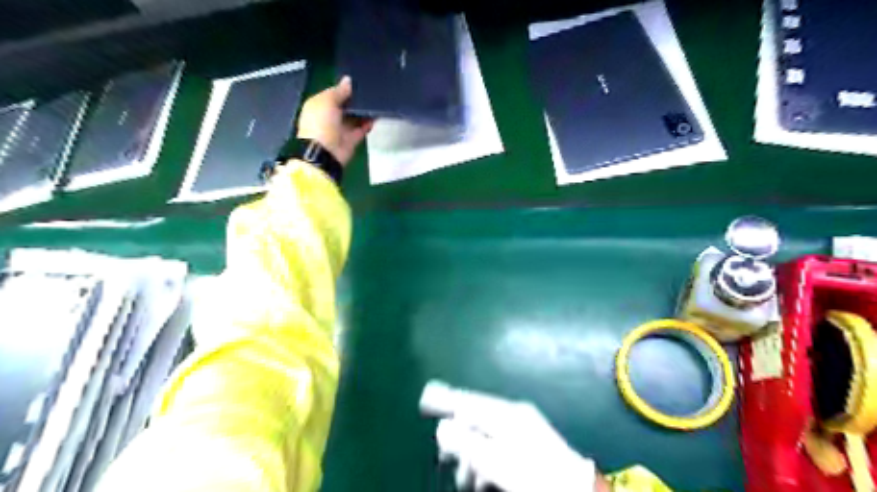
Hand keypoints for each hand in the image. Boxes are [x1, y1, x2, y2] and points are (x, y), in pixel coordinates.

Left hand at [296, 76, 375, 166]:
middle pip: (344, 106)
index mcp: (318, 106)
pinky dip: (368, 124)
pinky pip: (361, 129)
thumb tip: (348, 80)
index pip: (333, 94)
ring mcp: (340, 130)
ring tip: (376, 101)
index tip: (358, 82)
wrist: (325, 153)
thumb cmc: (321, 123)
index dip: (344, 89)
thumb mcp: (327, 101)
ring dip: (363, 112)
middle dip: (355, 100)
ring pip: (354, 118)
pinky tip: (376, 116)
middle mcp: (328, 117)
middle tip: (370, 90)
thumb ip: (339, 91)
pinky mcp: (350, 140)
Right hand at [423, 380, 604, 490]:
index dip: (446, 399)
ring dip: (472, 456)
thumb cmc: (535, 476)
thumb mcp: (498, 462)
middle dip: (458, 439)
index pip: (468, 401)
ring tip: (467, 481)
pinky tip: (484, 478)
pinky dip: (487, 460)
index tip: (425, 396)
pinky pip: (499, 445)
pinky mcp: (529, 444)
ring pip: (486, 435)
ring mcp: (523, 429)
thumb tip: (443, 428)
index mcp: (507, 414)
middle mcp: (514, 416)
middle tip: (443, 458)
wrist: (575, 490)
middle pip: (476, 419)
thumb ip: (468, 444)